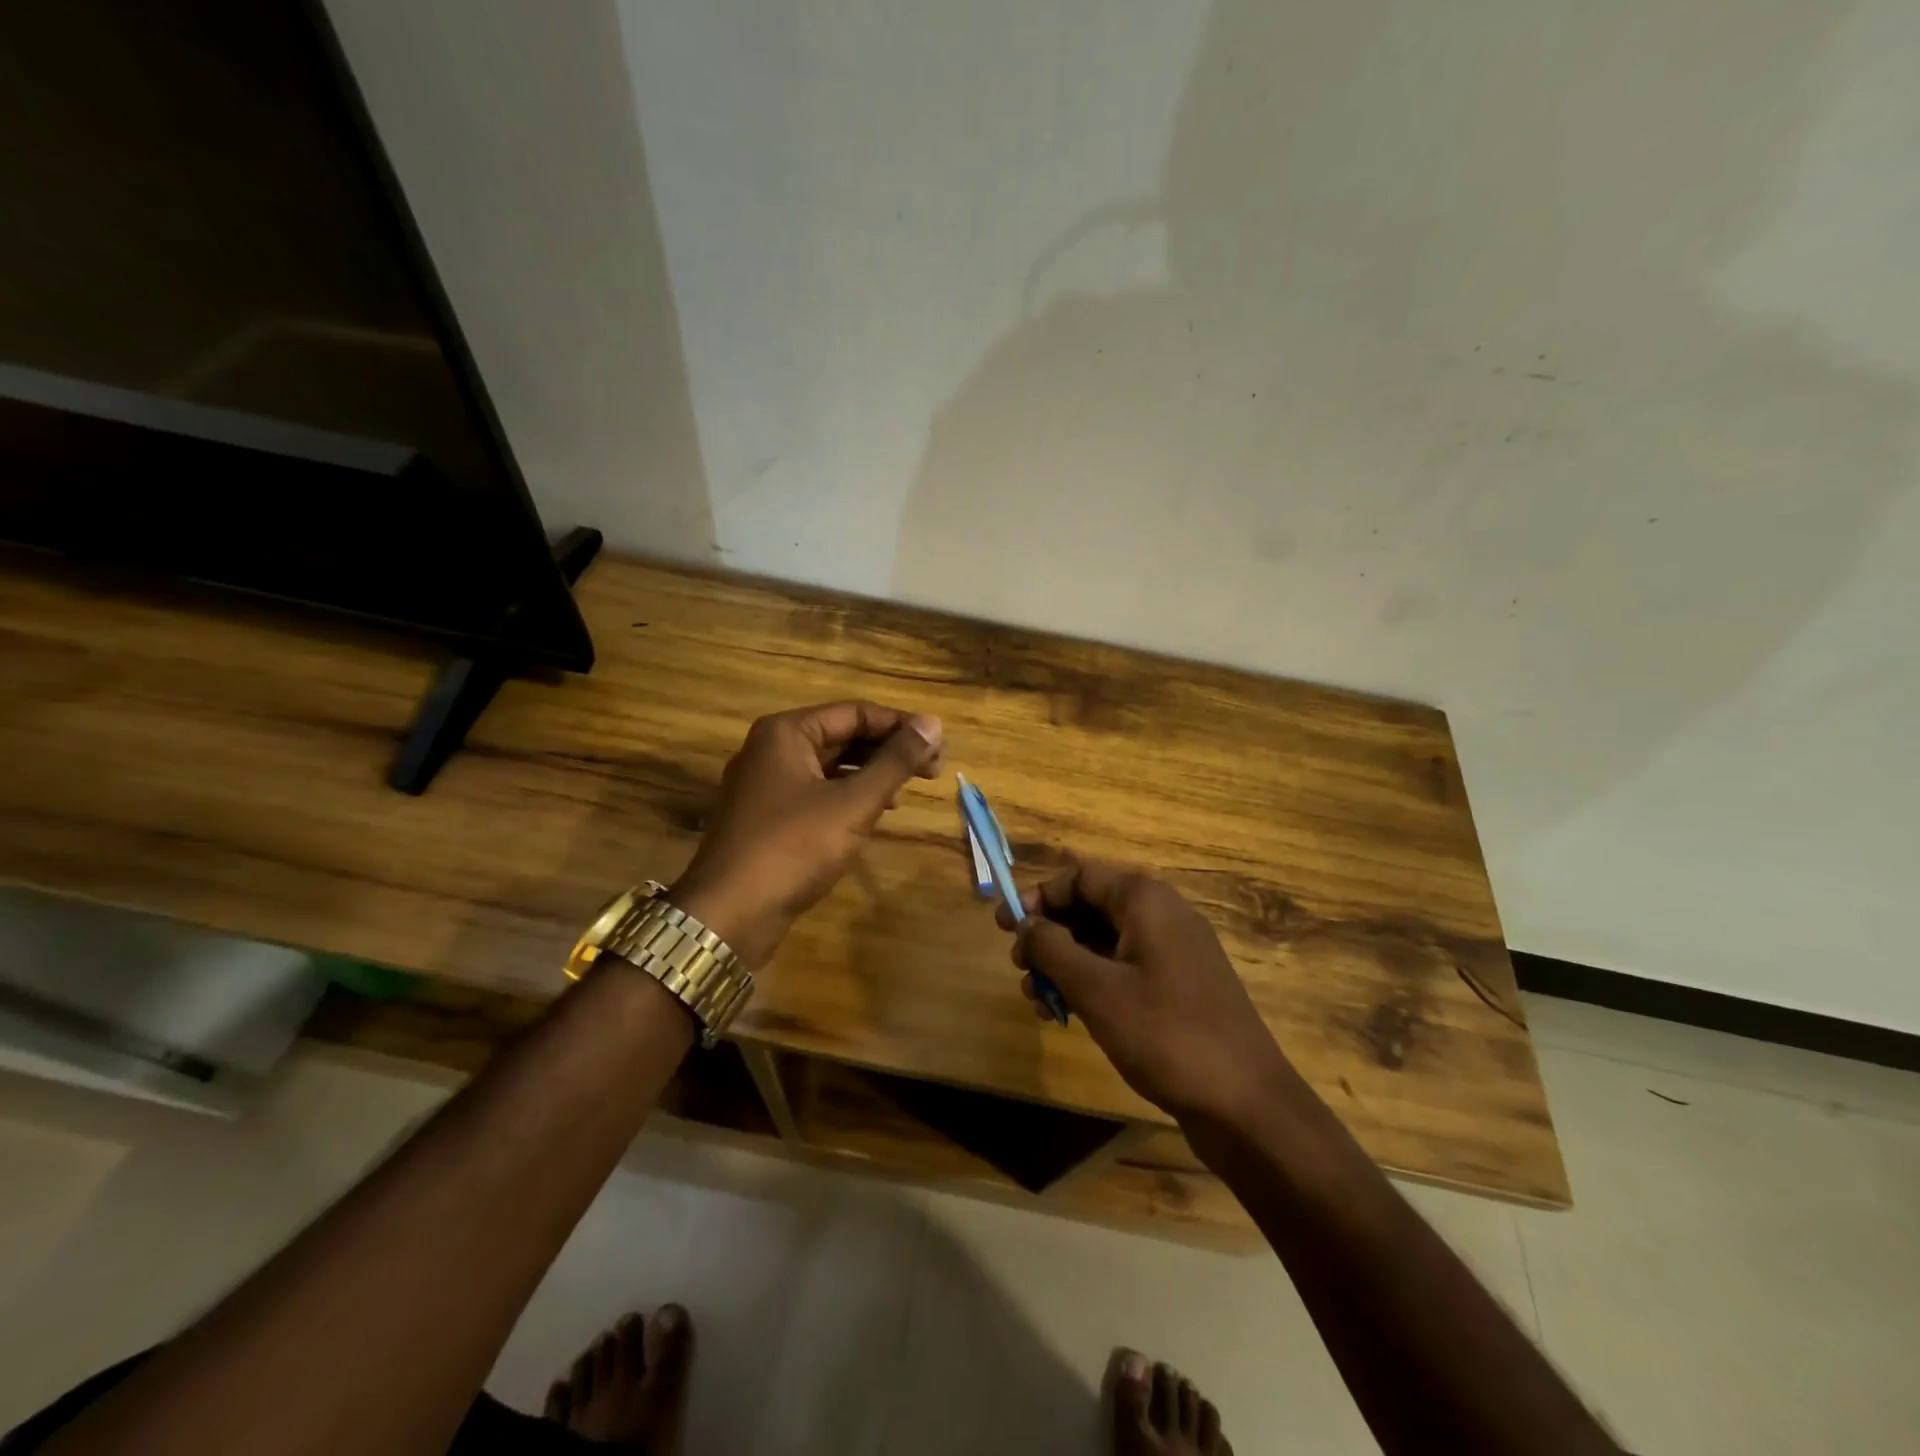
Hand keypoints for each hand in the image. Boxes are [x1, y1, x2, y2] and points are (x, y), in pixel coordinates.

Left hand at [671, 701, 943, 965]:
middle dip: (888, 749)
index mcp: (787, 732)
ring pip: (831, 765)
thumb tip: (934, 724)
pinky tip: (874, 813)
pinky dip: (849, 795)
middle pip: (843, 735)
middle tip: (931, 771)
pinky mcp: (768, 816)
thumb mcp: (853, 803)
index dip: (901, 726)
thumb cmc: (794, 848)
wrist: (728, 915)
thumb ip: (895, 762)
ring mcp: (766, 784)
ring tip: (908, 790)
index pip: (856, 712)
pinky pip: (817, 791)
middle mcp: (772, 748)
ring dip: (871, 773)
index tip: (939, 748)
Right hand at [1000, 860, 1298, 1124]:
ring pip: (1104, 941)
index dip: (1039, 897)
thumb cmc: (1165, 1034)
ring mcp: (1174, 951)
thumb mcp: (1096, 989)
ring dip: (1065, 964)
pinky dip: (1092, 983)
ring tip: (1037, 1000)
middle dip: (1050, 935)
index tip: (1006, 927)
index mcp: (1145, 900)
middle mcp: (1162, 914)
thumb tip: (1025, 923)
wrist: (1245, 1103)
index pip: (1080, 876)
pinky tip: (1068, 1015)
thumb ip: (1052, 949)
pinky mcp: (1179, 986)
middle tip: (1019, 968)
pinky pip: (1124, 968)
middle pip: (1091, 907)